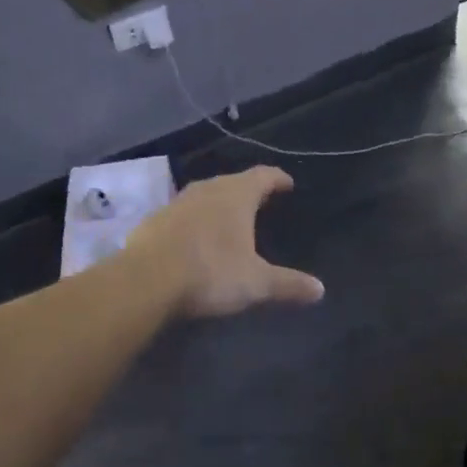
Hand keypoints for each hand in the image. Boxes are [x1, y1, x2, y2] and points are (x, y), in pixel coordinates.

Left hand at [127, 167, 325, 318]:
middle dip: (248, 190)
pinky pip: (181, 214)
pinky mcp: (153, 220)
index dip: (277, 179)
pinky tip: (194, 237)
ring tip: (228, 217)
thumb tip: (320, 290)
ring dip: (218, 203)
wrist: (146, 280)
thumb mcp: (256, 283)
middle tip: (261, 201)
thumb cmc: (210, 272)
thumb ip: (288, 284)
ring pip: (204, 195)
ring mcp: (177, 203)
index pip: (263, 176)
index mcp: (236, 196)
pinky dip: (194, 221)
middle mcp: (207, 190)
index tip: (287, 183)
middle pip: (232, 182)